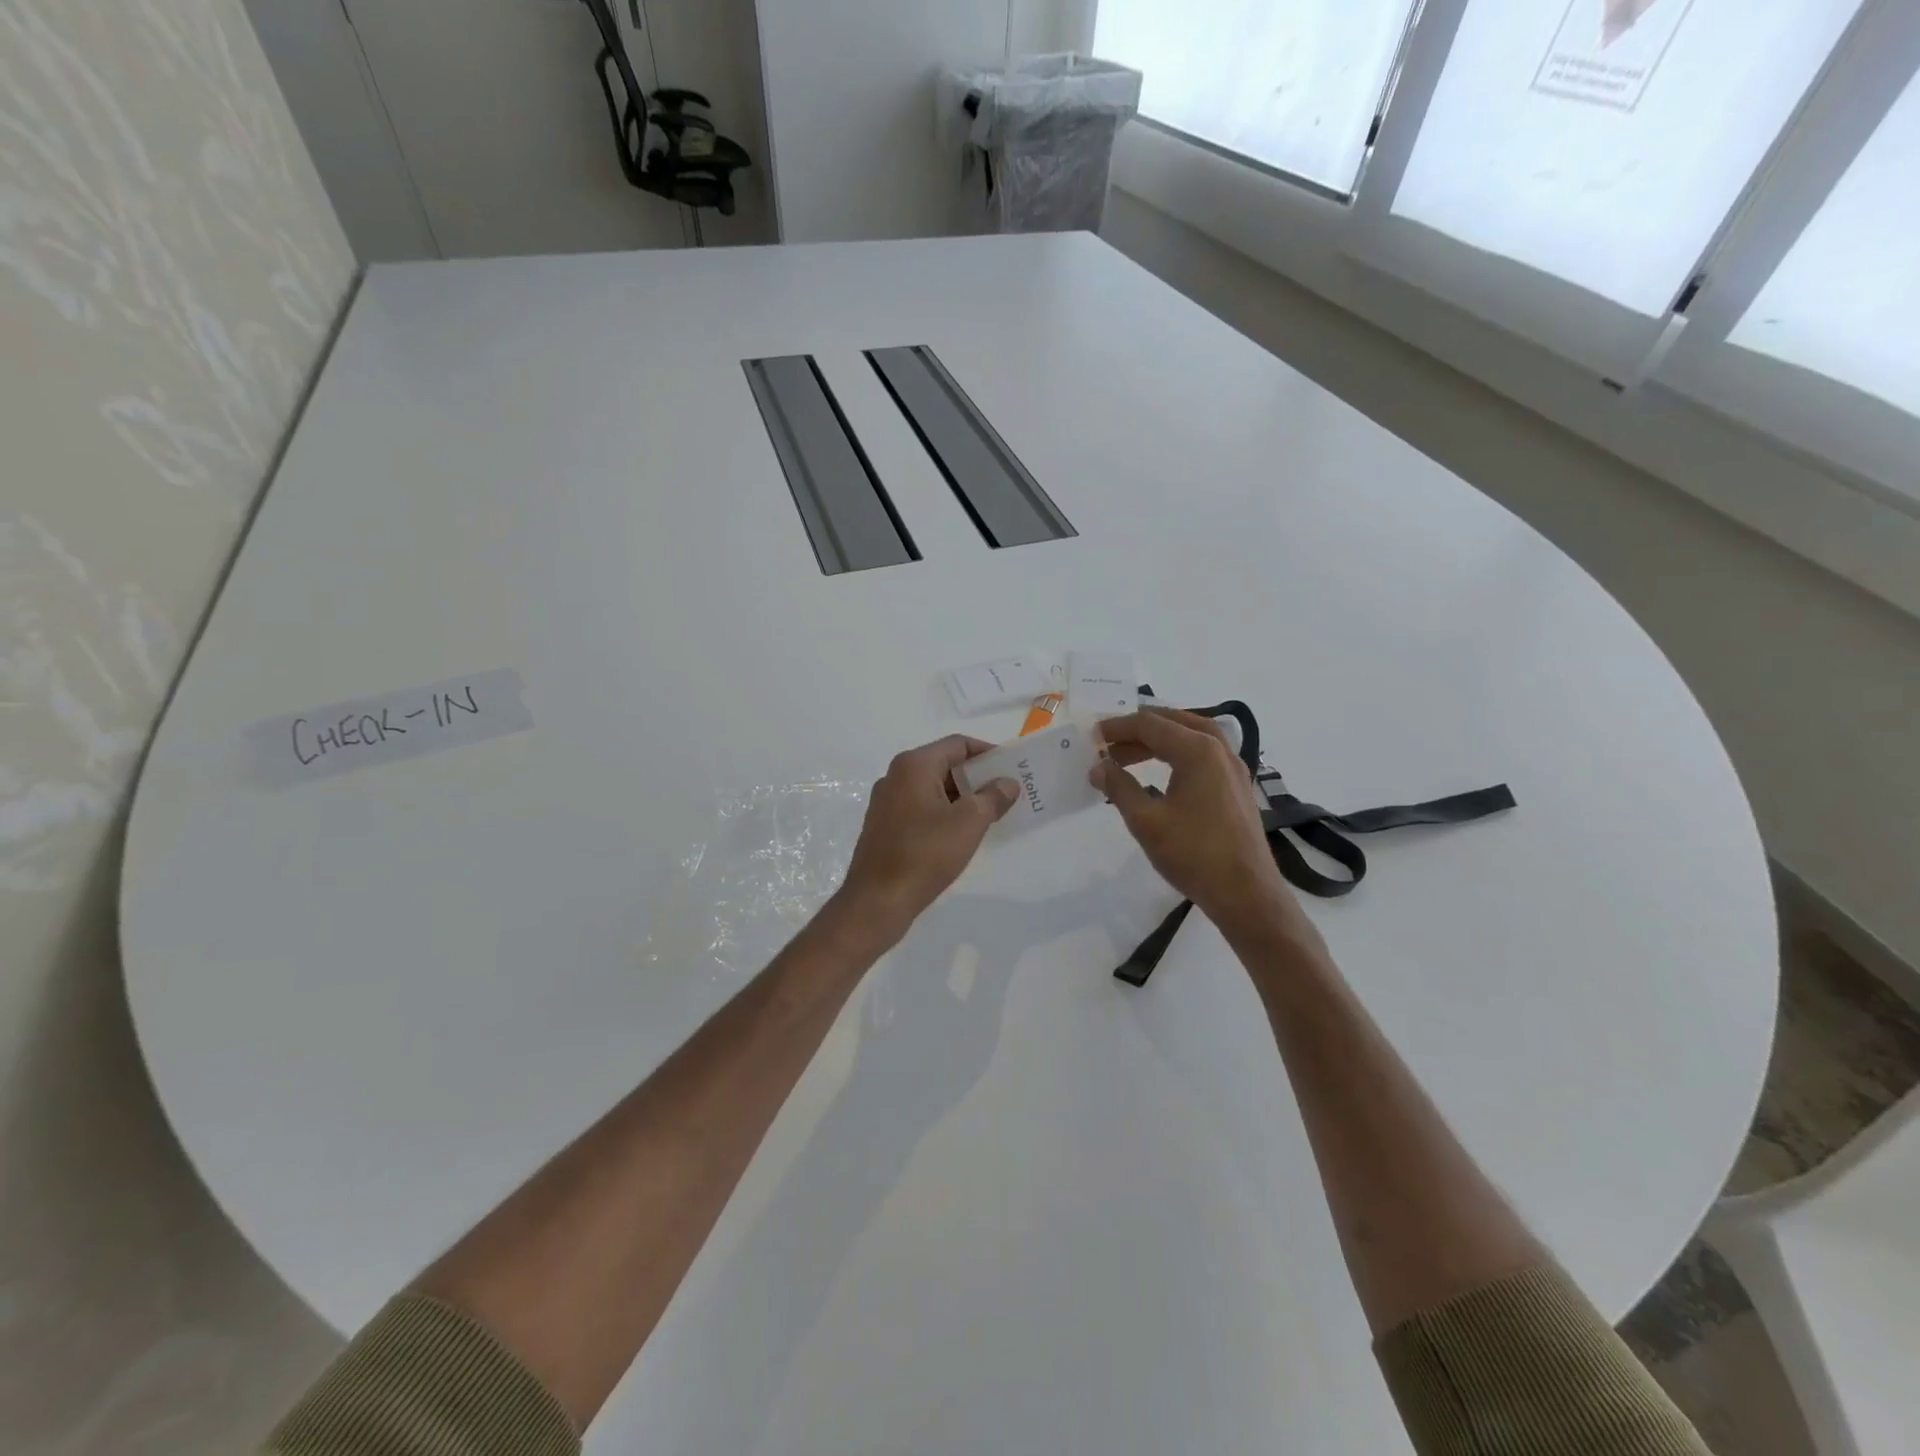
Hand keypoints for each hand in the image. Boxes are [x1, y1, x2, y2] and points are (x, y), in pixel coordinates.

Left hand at [836, 735, 1018, 942]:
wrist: (877, 900)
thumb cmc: (925, 854)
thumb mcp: (969, 823)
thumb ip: (993, 797)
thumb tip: (1007, 782)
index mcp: (914, 765)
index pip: (958, 744)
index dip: (988, 753)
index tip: (1012, 769)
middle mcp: (896, 776)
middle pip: (944, 764)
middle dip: (976, 777)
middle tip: (1005, 794)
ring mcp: (886, 802)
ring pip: (932, 789)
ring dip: (961, 798)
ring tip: (989, 816)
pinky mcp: (884, 827)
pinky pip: (920, 809)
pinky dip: (943, 814)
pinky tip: (960, 836)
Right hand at [1091, 709, 1308, 941]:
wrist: (1246, 894)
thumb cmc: (1193, 854)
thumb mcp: (1145, 820)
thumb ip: (1119, 787)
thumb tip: (1098, 767)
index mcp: (1197, 751)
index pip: (1150, 724)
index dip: (1117, 727)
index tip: (1092, 737)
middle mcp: (1219, 750)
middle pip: (1173, 723)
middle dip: (1137, 731)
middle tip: (1108, 745)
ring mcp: (1233, 768)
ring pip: (1191, 737)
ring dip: (1157, 741)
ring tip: (1127, 757)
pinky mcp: (1237, 787)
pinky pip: (1203, 755)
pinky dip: (1177, 754)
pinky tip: (1160, 774)